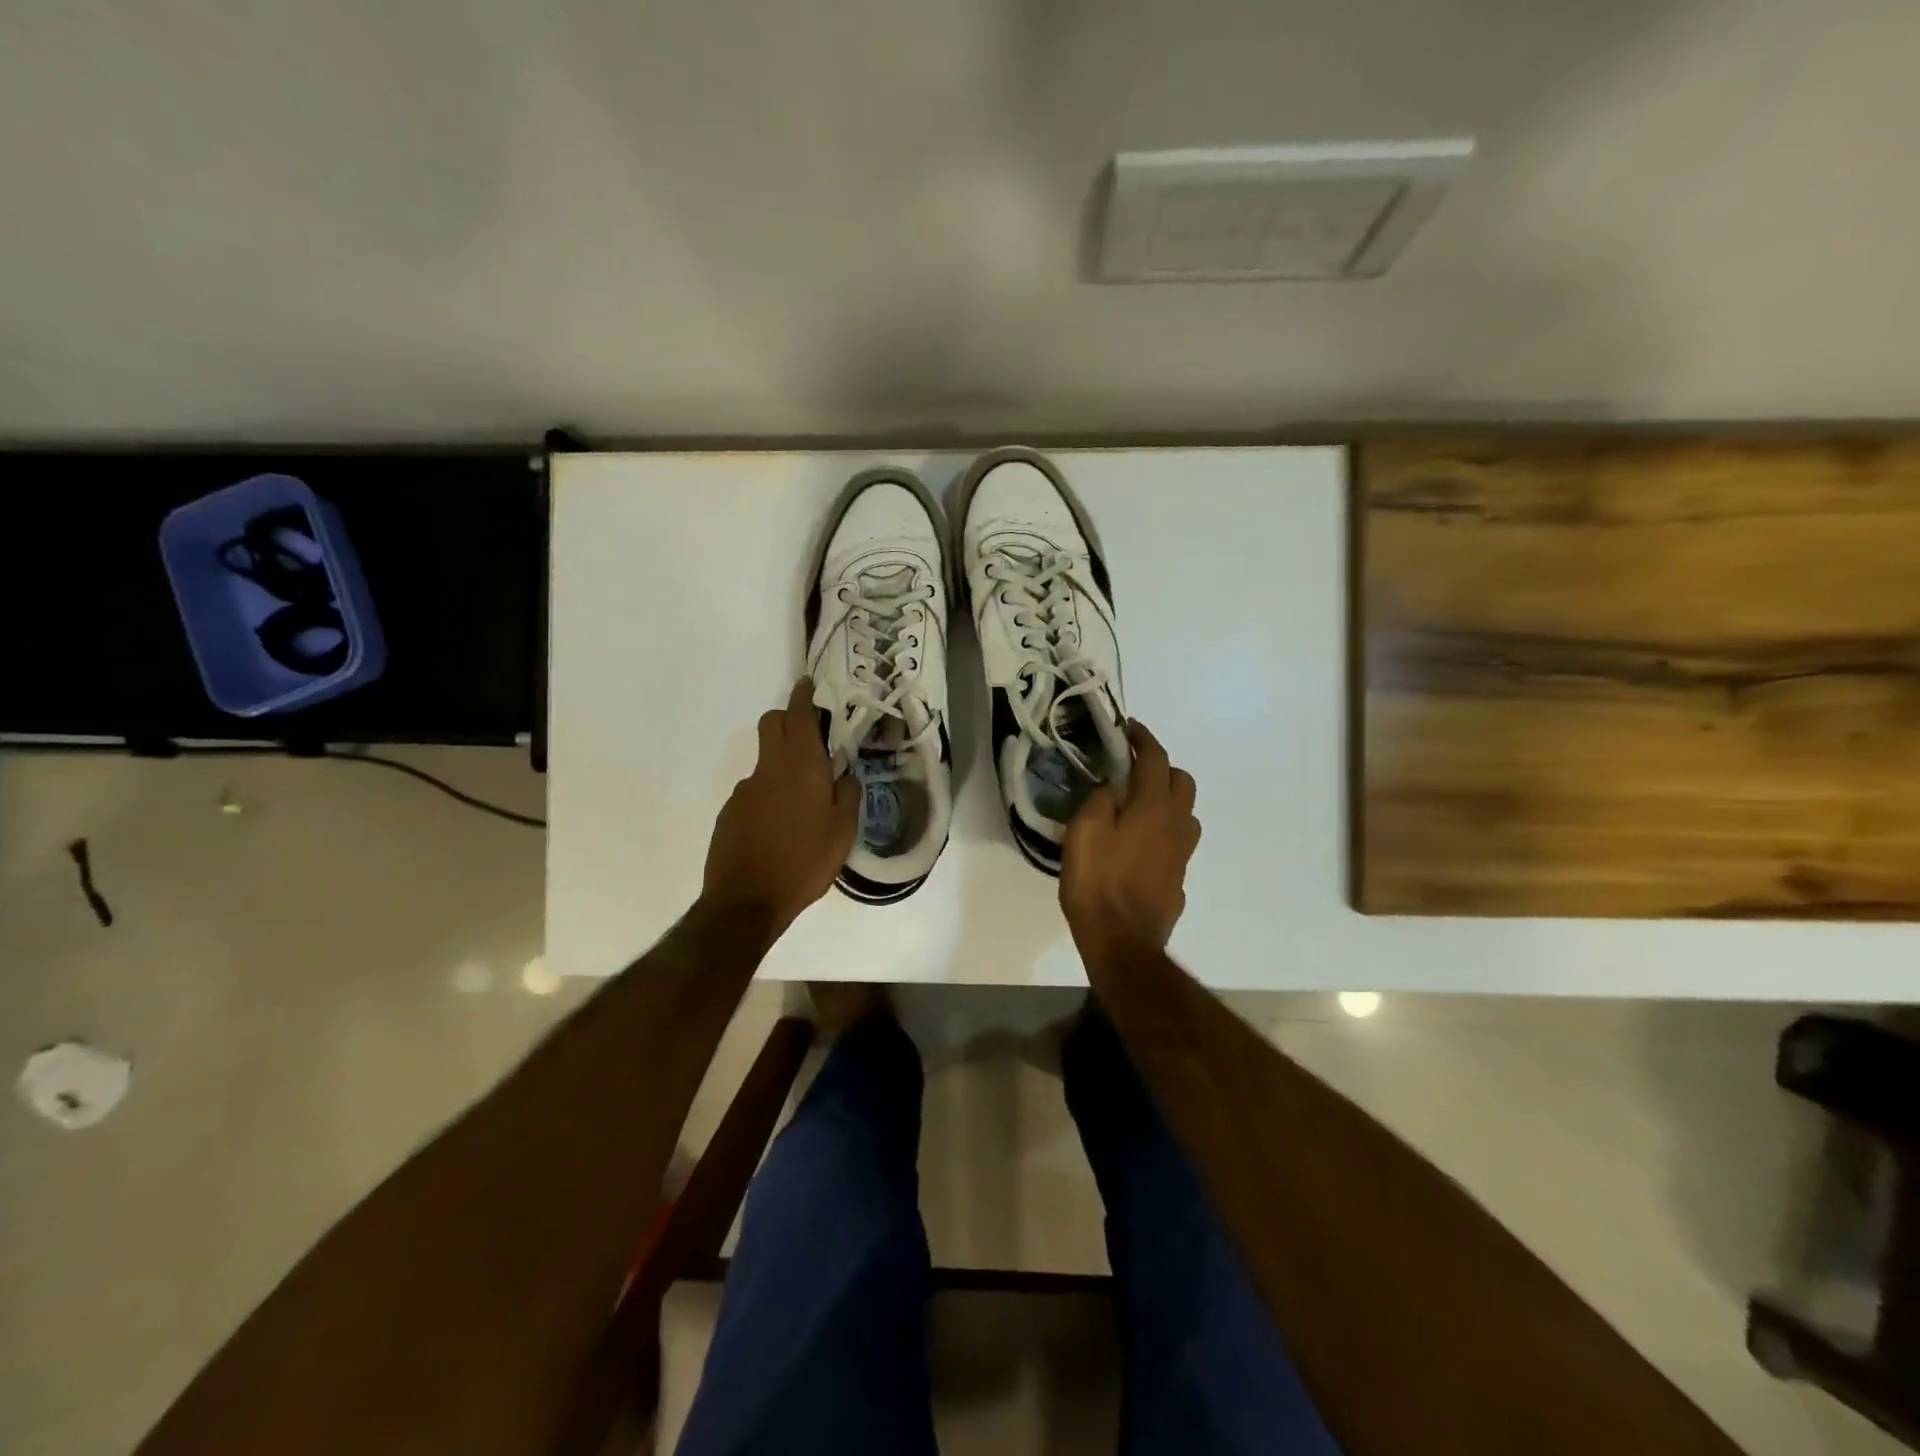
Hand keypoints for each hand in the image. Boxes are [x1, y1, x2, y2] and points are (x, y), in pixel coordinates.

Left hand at [703, 678, 859, 938]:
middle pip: (772, 724)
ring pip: (765, 760)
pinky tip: (779, 826)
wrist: (747, 901)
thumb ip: (848, 795)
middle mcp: (769, 769)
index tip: (806, 683)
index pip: (798, 715)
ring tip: (802, 801)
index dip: (802, 696)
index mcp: (801, 767)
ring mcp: (745, 789)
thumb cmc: (805, 862)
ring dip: (782, 764)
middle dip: (788, 719)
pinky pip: (754, 790)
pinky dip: (769, 794)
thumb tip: (844, 775)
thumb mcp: (843, 832)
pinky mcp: (730, 811)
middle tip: (811, 736)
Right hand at [1060, 721, 1200, 970]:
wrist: (1122, 943)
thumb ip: (1100, 802)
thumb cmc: (1097, 884)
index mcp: (1153, 808)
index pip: (1155, 760)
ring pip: (1185, 814)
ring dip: (1167, 800)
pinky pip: (1176, 844)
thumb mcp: (1084, 833)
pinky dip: (1163, 832)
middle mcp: (1176, 826)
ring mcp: (1181, 855)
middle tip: (1132, 770)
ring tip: (1137, 806)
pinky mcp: (1178, 880)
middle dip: (1161, 767)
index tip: (1128, 728)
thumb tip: (1113, 789)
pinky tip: (1140, 846)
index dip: (1143, 739)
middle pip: (1182, 782)